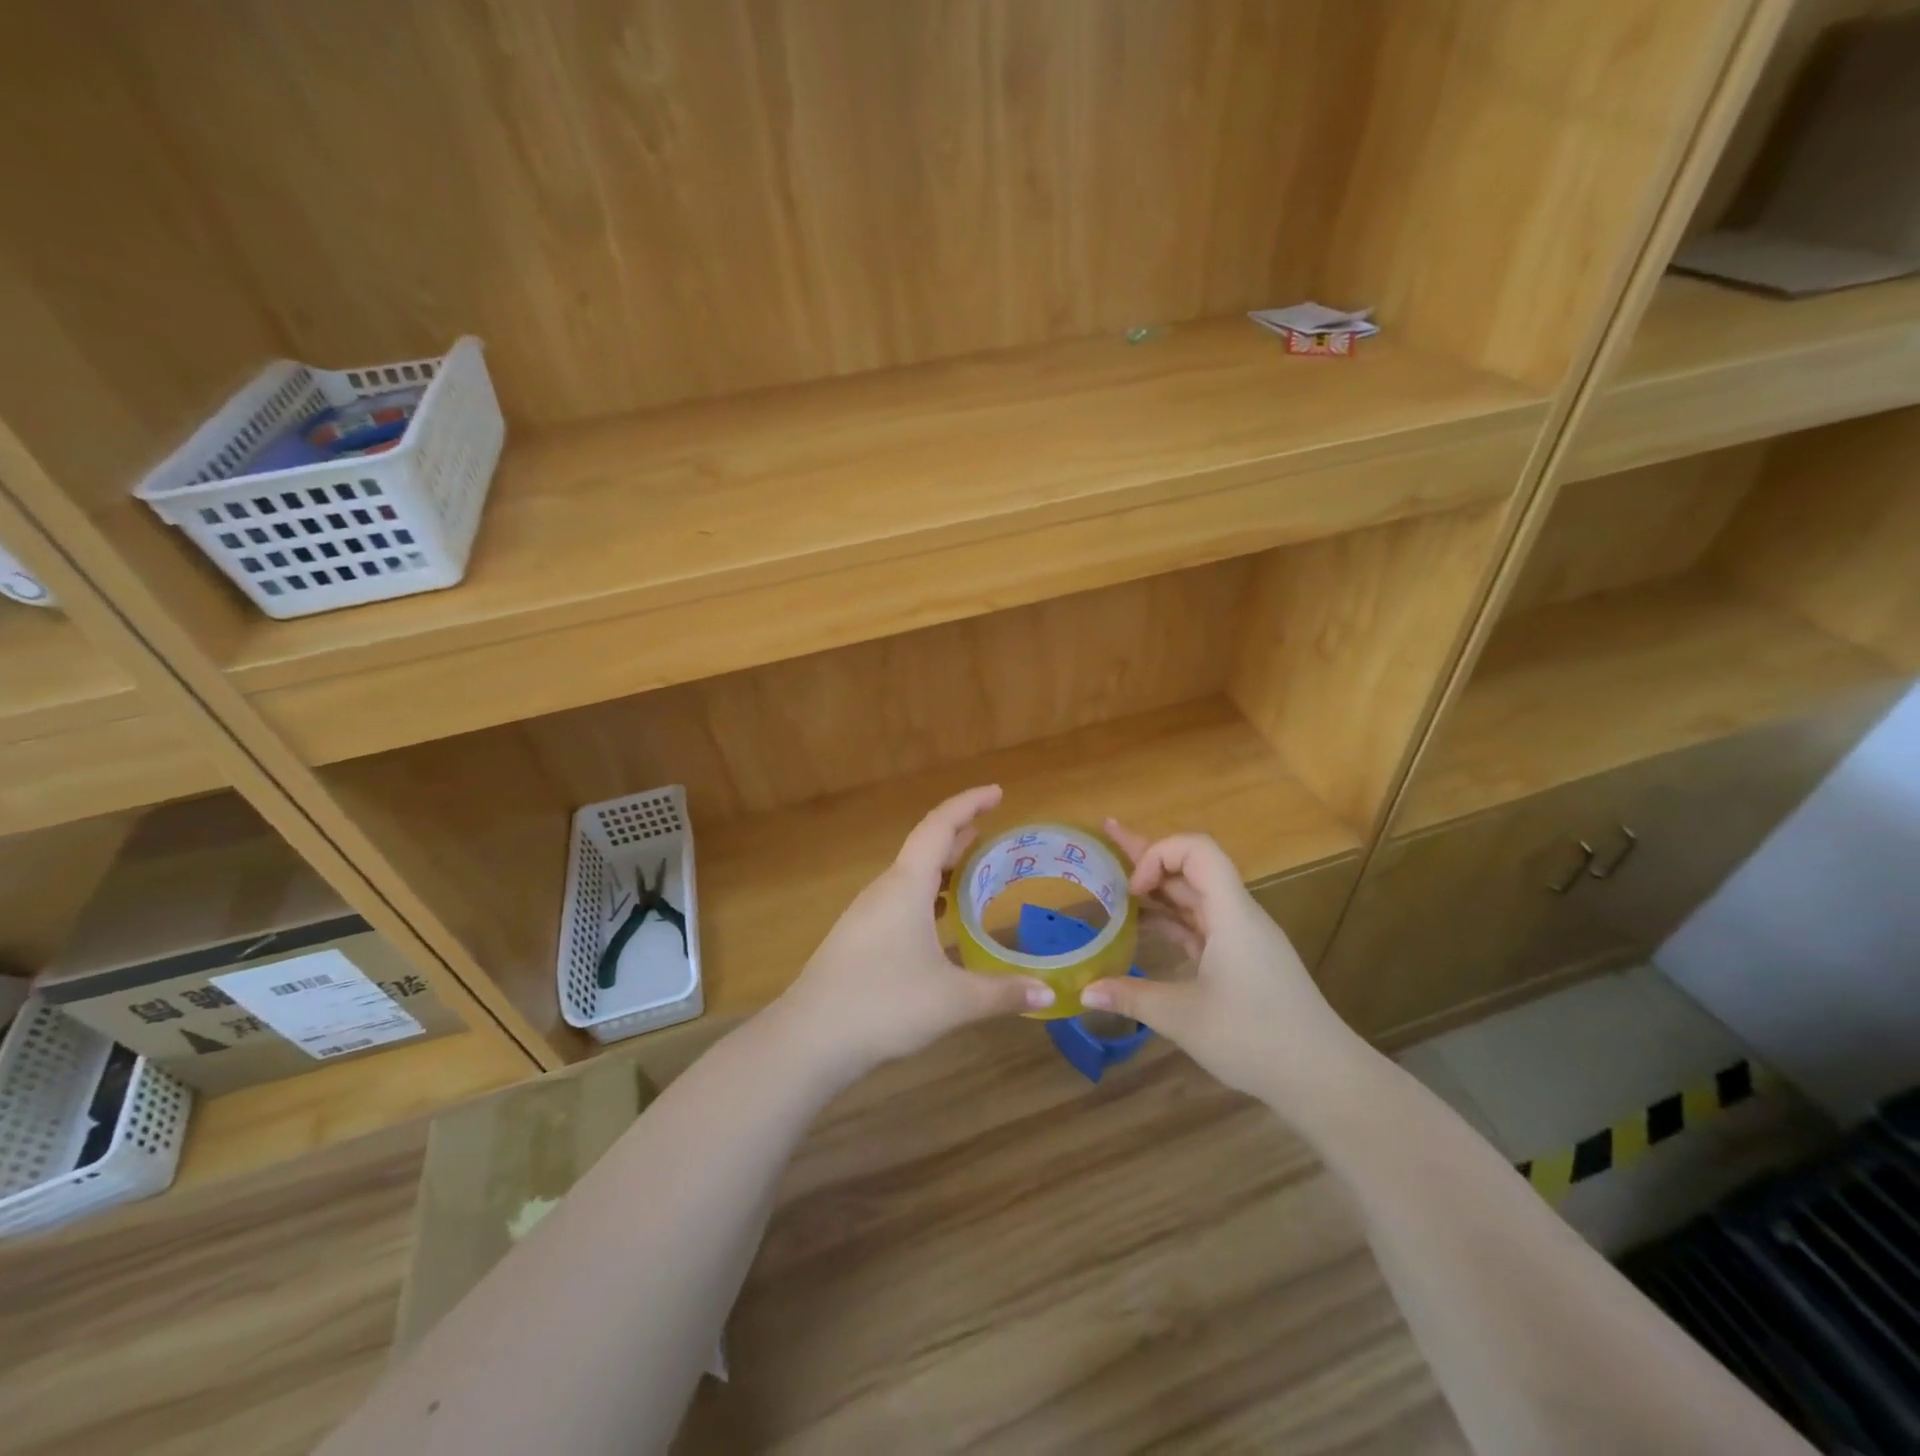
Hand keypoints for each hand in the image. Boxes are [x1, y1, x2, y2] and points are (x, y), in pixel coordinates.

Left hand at [772, 785, 1054, 1073]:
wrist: (809, 1038)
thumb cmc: (884, 1005)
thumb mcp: (953, 1000)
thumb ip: (1003, 993)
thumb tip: (1048, 992)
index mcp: (906, 886)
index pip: (940, 826)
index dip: (969, 804)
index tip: (998, 793)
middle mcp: (885, 890)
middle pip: (926, 847)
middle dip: (961, 834)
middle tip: (995, 832)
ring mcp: (867, 914)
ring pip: (911, 876)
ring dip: (943, 867)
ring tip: (975, 870)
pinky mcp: (859, 938)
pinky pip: (901, 900)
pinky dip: (928, 895)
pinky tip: (941, 920)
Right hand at [1080, 823, 1364, 1103]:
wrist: (1325, 1078)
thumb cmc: (1255, 1038)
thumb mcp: (1184, 1018)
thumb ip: (1132, 997)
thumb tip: (1084, 992)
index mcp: (1231, 913)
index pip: (1197, 850)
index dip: (1159, 854)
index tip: (1132, 889)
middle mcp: (1237, 915)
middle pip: (1191, 868)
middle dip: (1147, 854)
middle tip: (1106, 836)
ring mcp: (1242, 938)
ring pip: (1194, 896)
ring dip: (1157, 888)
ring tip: (1114, 881)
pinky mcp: (1243, 960)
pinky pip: (1201, 923)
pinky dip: (1171, 918)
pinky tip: (1145, 924)